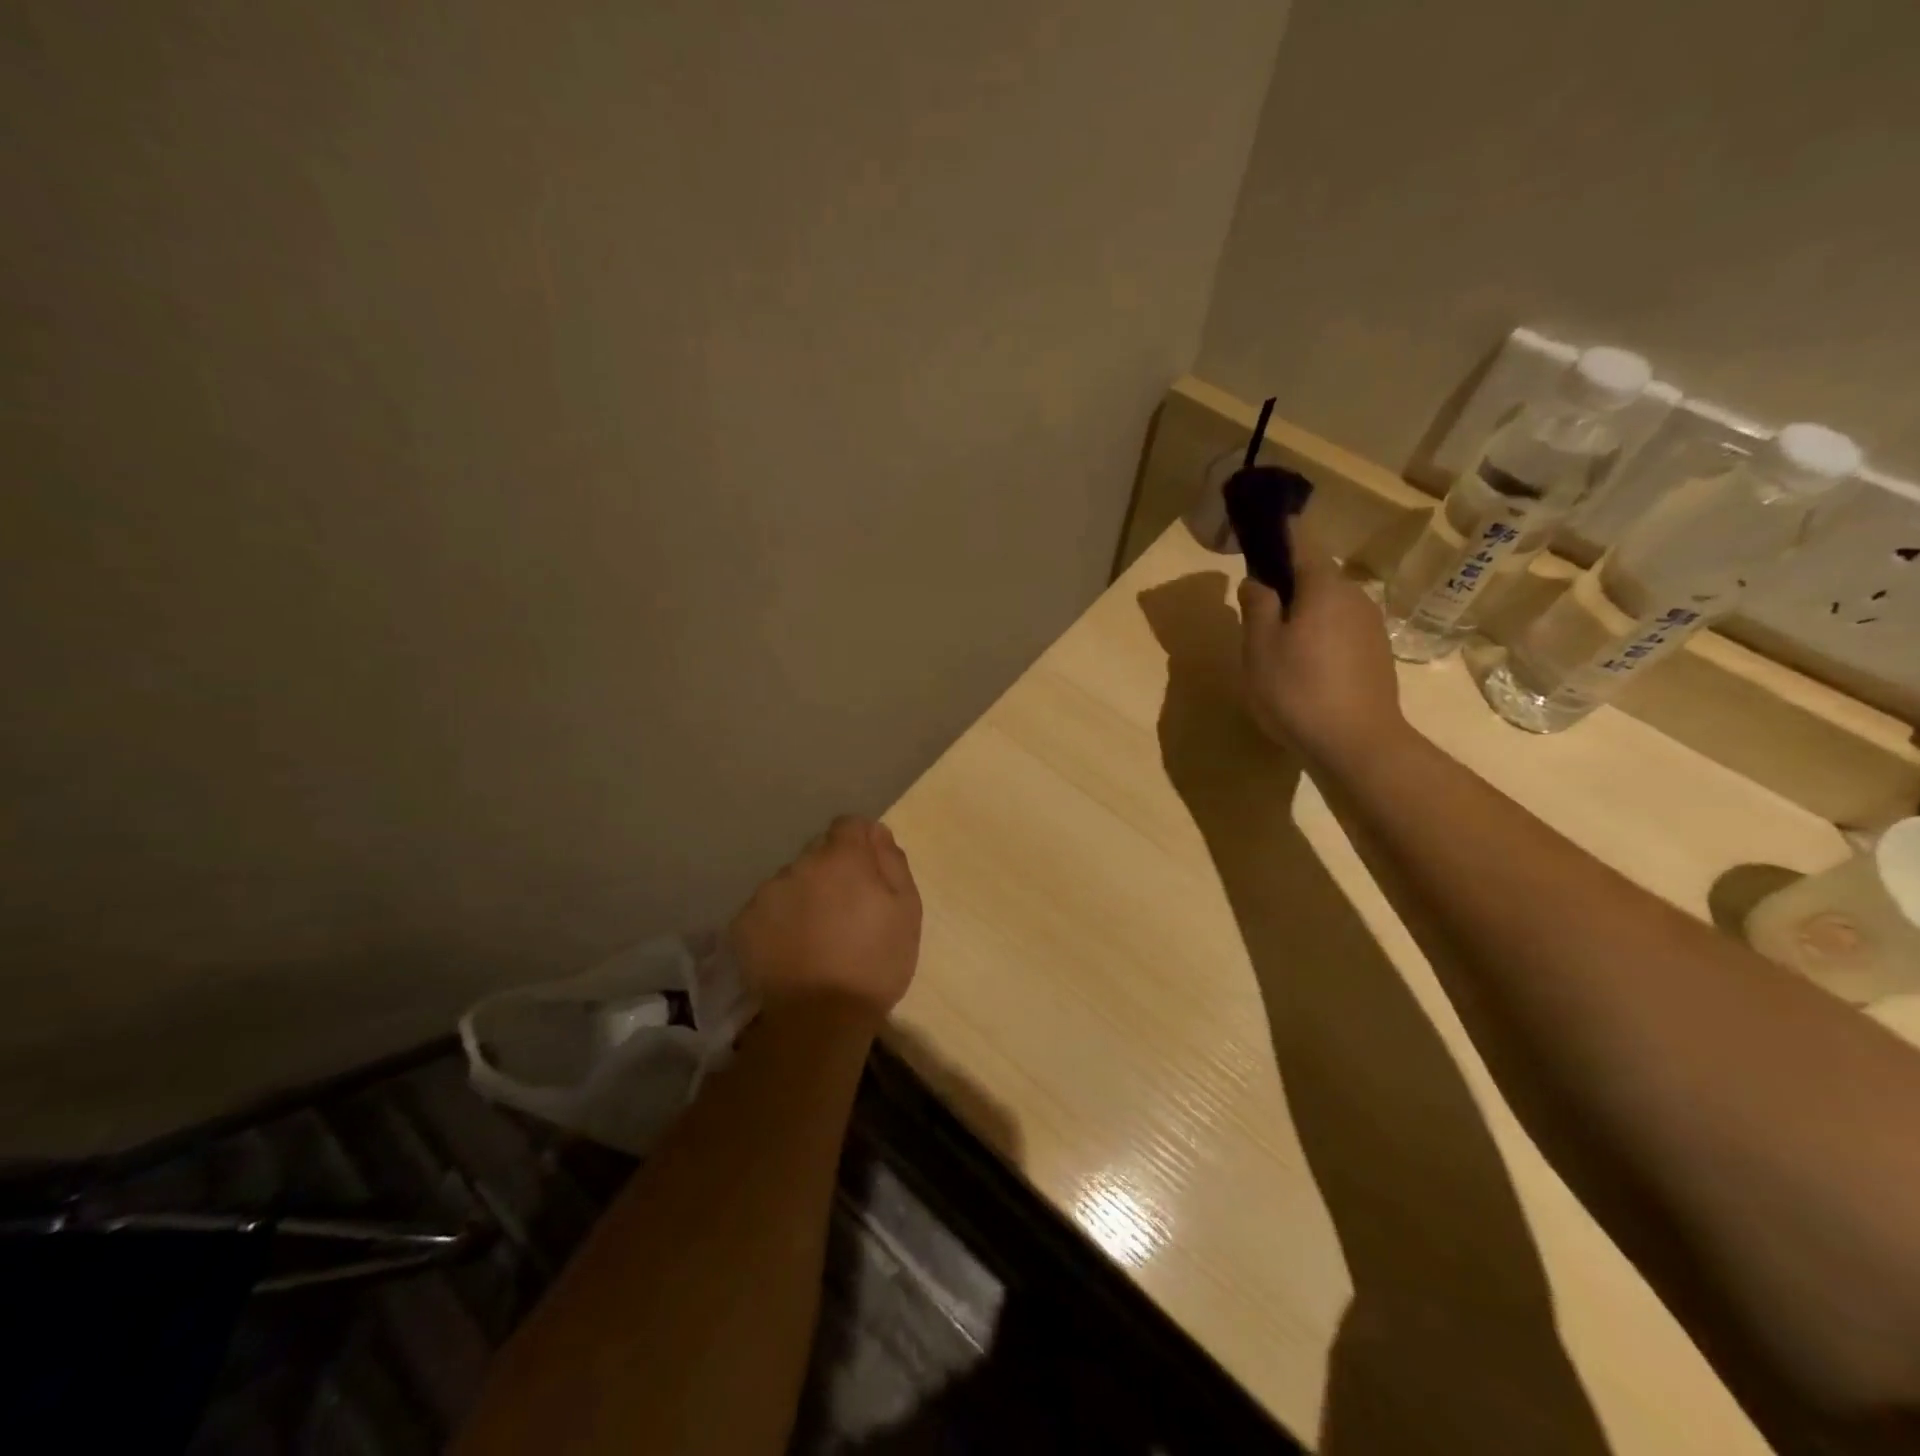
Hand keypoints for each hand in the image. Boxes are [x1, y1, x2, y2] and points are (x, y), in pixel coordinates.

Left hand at [728, 816, 922, 1020]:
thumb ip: (892, 863)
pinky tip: (792, 950)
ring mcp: (767, 893)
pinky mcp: (744, 922)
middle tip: (846, 911)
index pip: (849, 825)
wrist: (818, 1020)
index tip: (870, 873)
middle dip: (833, 871)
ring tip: (816, 936)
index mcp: (842, 857)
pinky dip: (780, 921)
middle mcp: (800, 864)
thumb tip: (878, 833)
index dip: (862, 843)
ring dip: (805, 895)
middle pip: (819, 853)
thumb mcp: (907, 911)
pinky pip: (768, 909)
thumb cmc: (874, 964)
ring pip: (792, 880)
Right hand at [1238, 526, 1406, 767]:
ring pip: (1329, 606)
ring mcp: (1371, 626)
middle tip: (1256, 610)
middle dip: (1288, 584)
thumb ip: (1257, 607)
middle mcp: (1354, 596)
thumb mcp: (1260, 648)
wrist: (1357, 743)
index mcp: (1323, 587)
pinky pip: (1341, 631)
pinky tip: (1304, 668)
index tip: (1263, 527)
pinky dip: (1320, 637)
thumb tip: (1256, 580)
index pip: (1301, 543)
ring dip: (1304, 614)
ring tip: (1276, 645)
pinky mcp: (1377, 654)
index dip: (1281, 532)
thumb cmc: (1297, 690)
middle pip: (1315, 577)